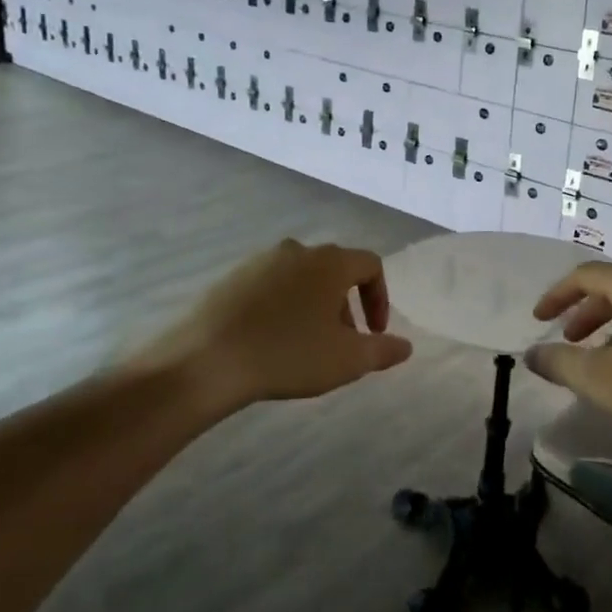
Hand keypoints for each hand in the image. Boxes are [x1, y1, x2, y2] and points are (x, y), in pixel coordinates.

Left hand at [120, 239, 413, 410]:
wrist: (206, 360)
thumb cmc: (288, 354)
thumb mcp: (346, 359)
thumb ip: (382, 350)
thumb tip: (405, 346)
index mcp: (330, 262)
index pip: (370, 265)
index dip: (380, 298)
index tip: (375, 333)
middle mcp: (297, 250)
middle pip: (335, 271)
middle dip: (346, 306)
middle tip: (342, 344)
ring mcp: (260, 261)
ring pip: (301, 278)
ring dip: (314, 306)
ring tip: (306, 345)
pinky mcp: (230, 278)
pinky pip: (270, 287)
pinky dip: (282, 307)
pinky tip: (270, 341)